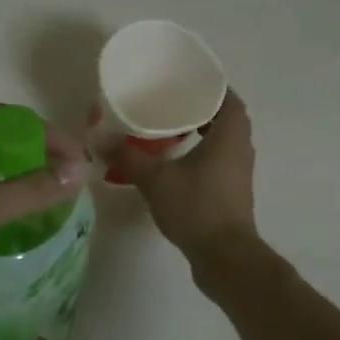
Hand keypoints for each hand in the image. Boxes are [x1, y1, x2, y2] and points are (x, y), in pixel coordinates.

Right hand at [111, 90, 257, 265]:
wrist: (225, 257)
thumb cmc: (196, 208)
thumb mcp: (155, 179)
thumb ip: (126, 156)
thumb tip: (98, 137)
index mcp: (230, 136)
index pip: (228, 98)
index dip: (210, 87)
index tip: (184, 82)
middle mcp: (240, 149)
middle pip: (225, 118)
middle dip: (199, 109)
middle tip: (168, 104)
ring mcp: (238, 173)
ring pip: (221, 141)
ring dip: (200, 133)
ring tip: (166, 130)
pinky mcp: (231, 193)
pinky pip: (217, 162)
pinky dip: (199, 155)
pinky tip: (172, 163)